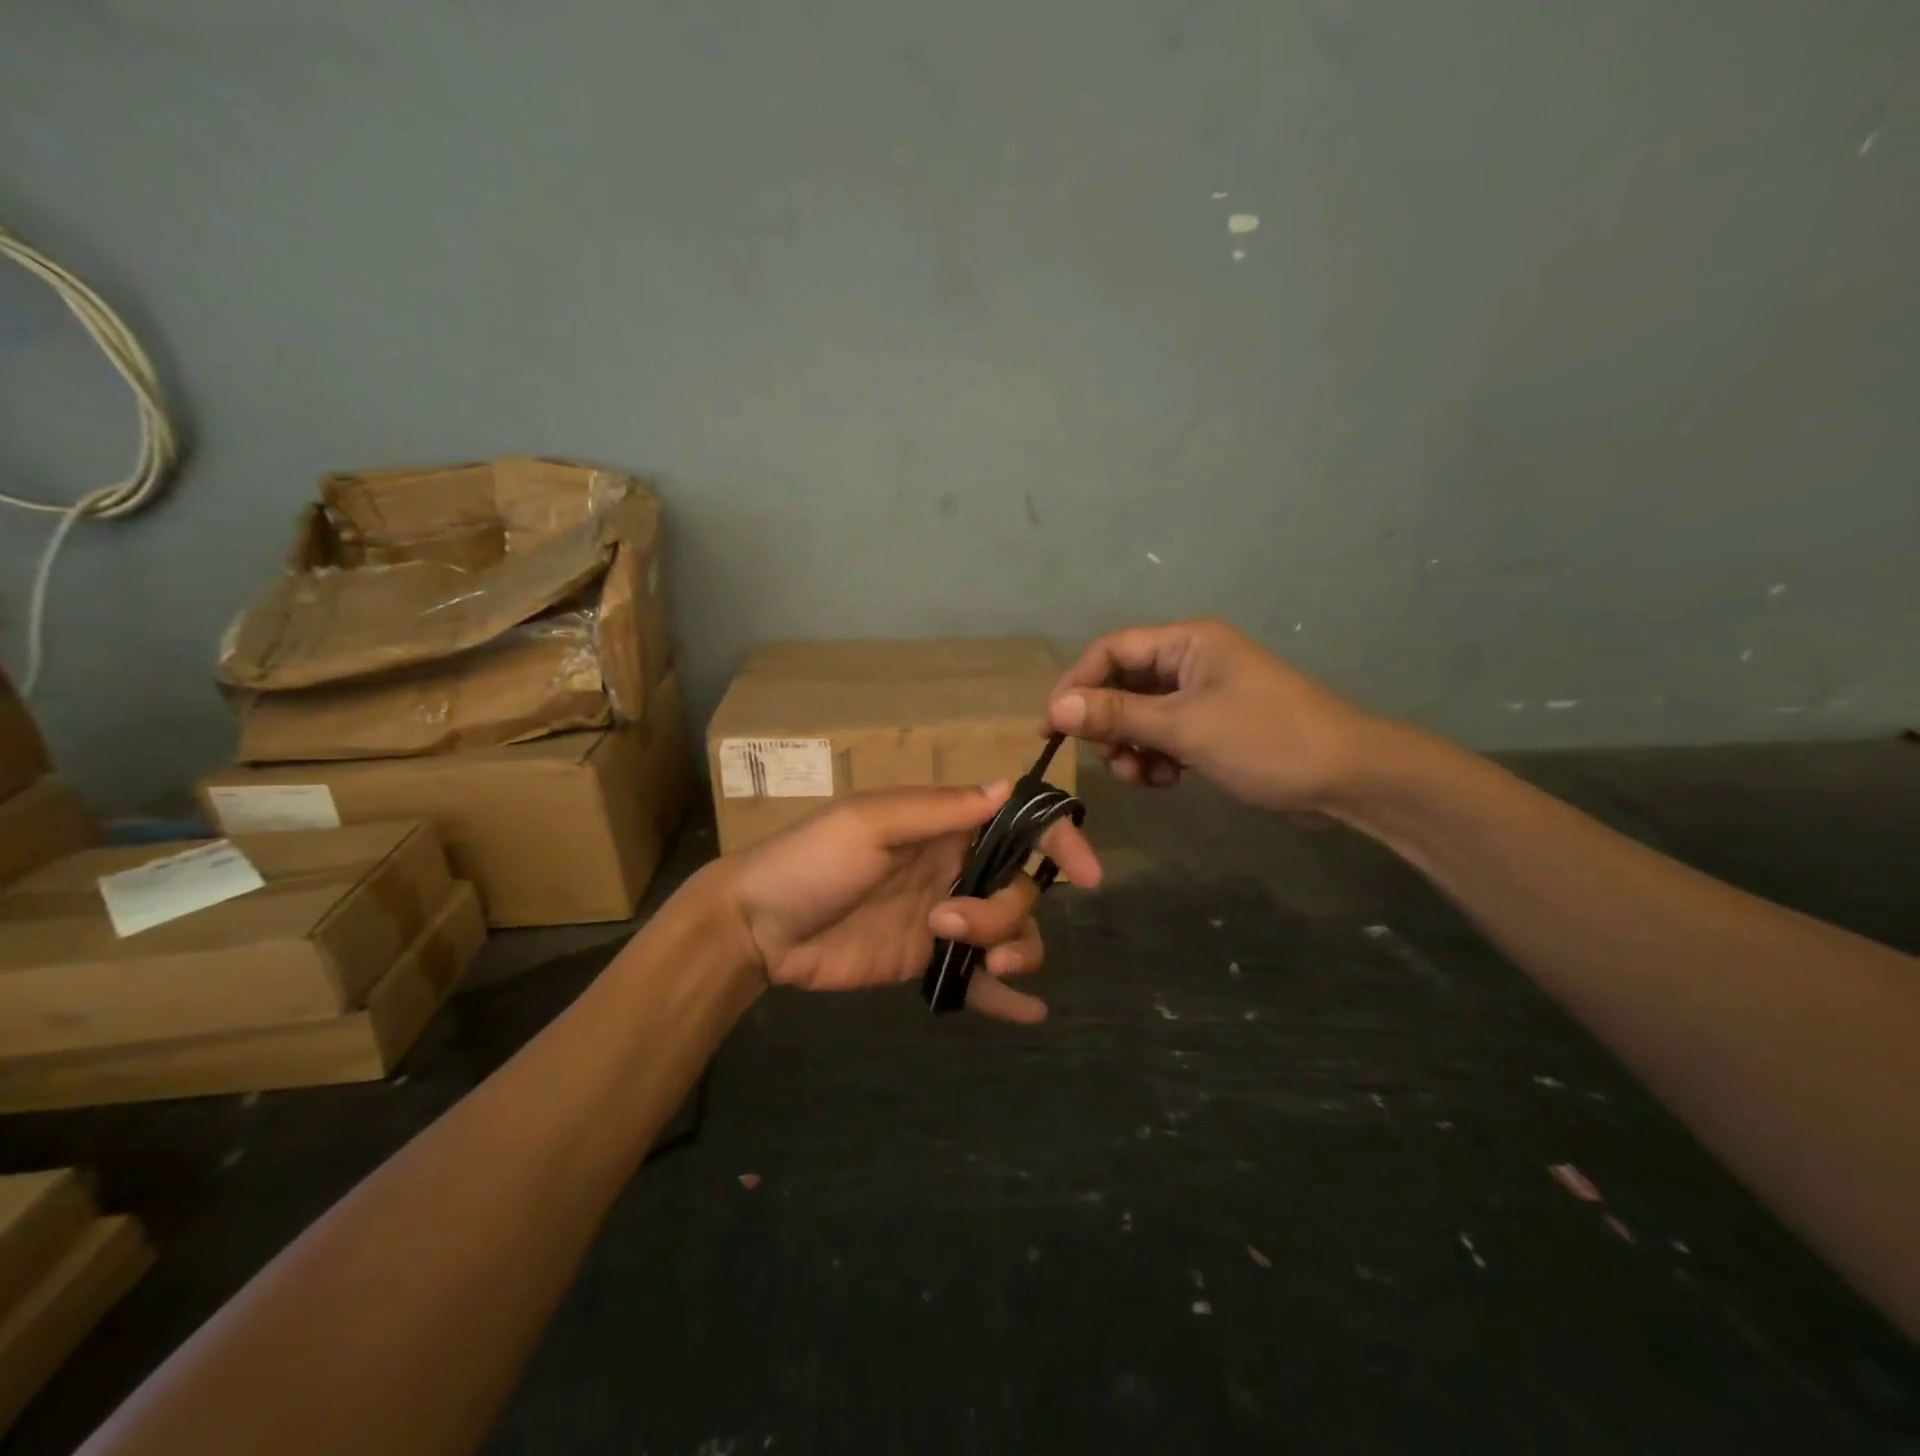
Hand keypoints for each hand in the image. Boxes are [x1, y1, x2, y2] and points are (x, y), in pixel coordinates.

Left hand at [721, 783, 1101, 1022]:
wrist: (759, 926)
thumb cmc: (811, 860)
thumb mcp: (870, 824)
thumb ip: (940, 811)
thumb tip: (1007, 787)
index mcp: (945, 827)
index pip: (1019, 825)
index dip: (1059, 841)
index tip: (1088, 873)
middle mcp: (954, 868)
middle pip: (1022, 888)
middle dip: (1007, 911)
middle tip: (950, 923)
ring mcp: (944, 918)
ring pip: (1011, 932)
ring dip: (1015, 949)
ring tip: (983, 966)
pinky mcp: (928, 961)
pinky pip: (977, 980)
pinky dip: (1007, 997)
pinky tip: (1030, 1014)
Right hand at [1046, 618, 1379, 814]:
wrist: (1347, 779)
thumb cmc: (1265, 740)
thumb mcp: (1184, 727)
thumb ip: (1117, 715)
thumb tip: (1057, 708)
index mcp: (1186, 642)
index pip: (1110, 651)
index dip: (1075, 685)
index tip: (1051, 727)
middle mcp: (1189, 661)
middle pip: (1121, 685)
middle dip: (1108, 725)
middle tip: (1110, 760)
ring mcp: (1202, 696)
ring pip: (1139, 716)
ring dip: (1130, 748)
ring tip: (1143, 777)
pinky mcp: (1211, 728)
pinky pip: (1163, 737)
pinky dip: (1155, 758)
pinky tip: (1168, 781)